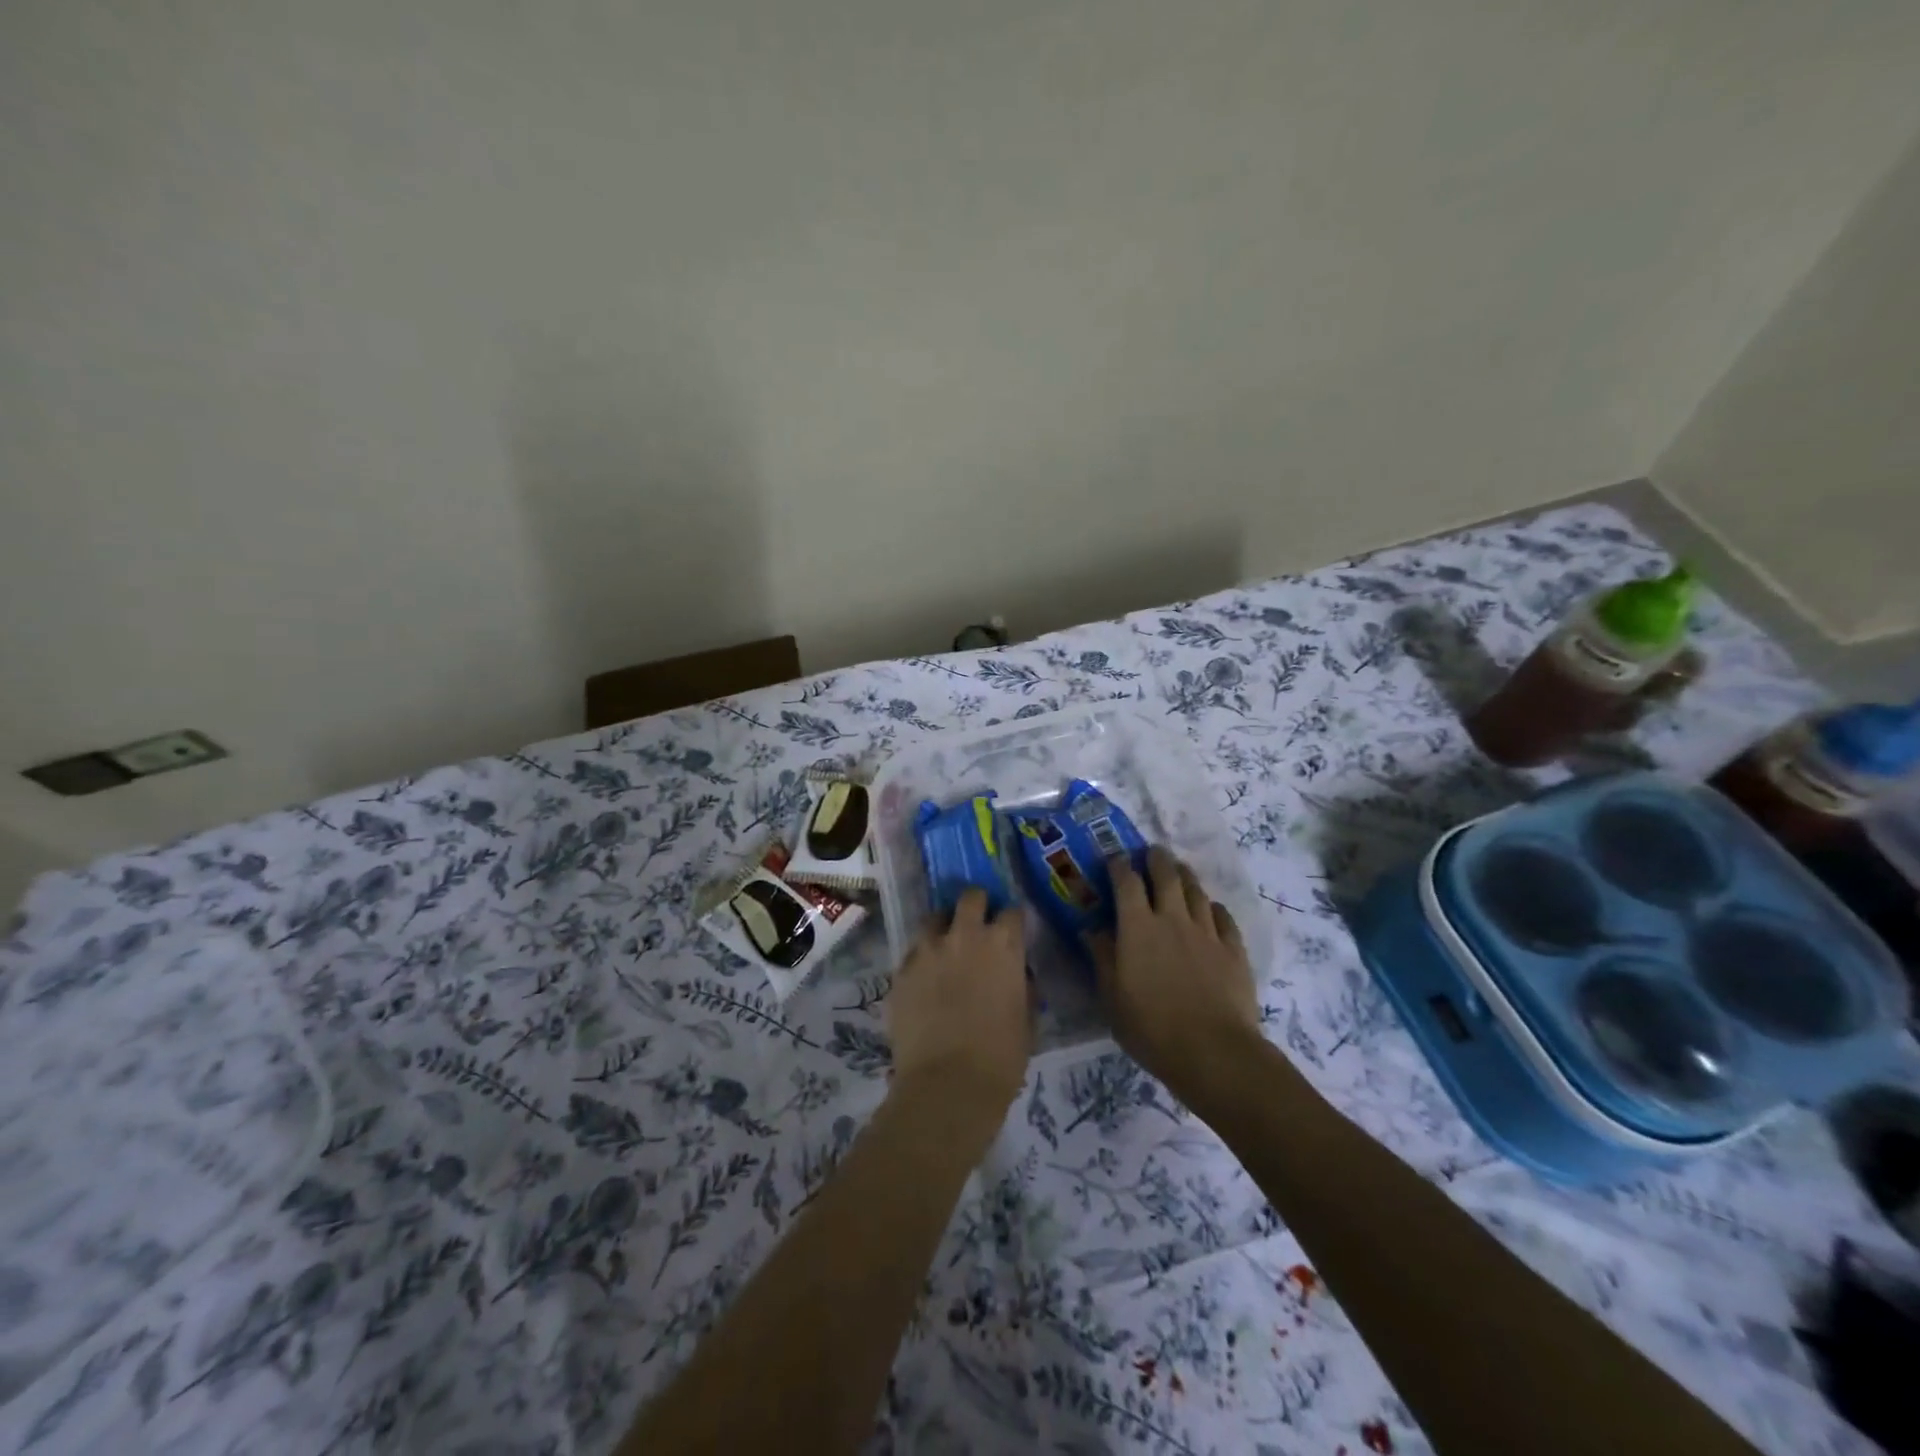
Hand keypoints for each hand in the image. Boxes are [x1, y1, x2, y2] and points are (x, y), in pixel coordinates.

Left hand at [887, 889, 1030, 1125]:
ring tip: (946, 949)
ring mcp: (928, 950)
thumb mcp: (1027, 1020)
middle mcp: (965, 936)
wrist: (947, 1086)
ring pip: (934, 918)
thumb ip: (1022, 986)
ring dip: (944, 928)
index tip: (1012, 934)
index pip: (1012, 913)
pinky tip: (925, 981)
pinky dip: (922, 960)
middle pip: (971, 898)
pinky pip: (913, 953)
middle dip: (977, 906)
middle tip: (978, 927)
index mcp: (1003, 945)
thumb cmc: (1001, 1058)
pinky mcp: (901, 970)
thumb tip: (1016, 975)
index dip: (1012, 922)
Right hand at [1088, 846, 1260, 1105]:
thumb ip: (1102, 956)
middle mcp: (1172, 918)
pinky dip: (1213, 907)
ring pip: (1196, 891)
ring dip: (1185, 876)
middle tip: (1152, 852)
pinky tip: (1211, 909)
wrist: (1214, 1051)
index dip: (1119, 865)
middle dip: (1156, 859)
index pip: (1126, 882)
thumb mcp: (1112, 996)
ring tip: (1179, 870)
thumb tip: (1090, 928)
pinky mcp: (1234, 949)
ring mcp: (1207, 932)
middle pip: (1166, 875)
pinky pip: (1223, 917)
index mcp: (1138, 927)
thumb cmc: (1151, 1027)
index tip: (1114, 859)